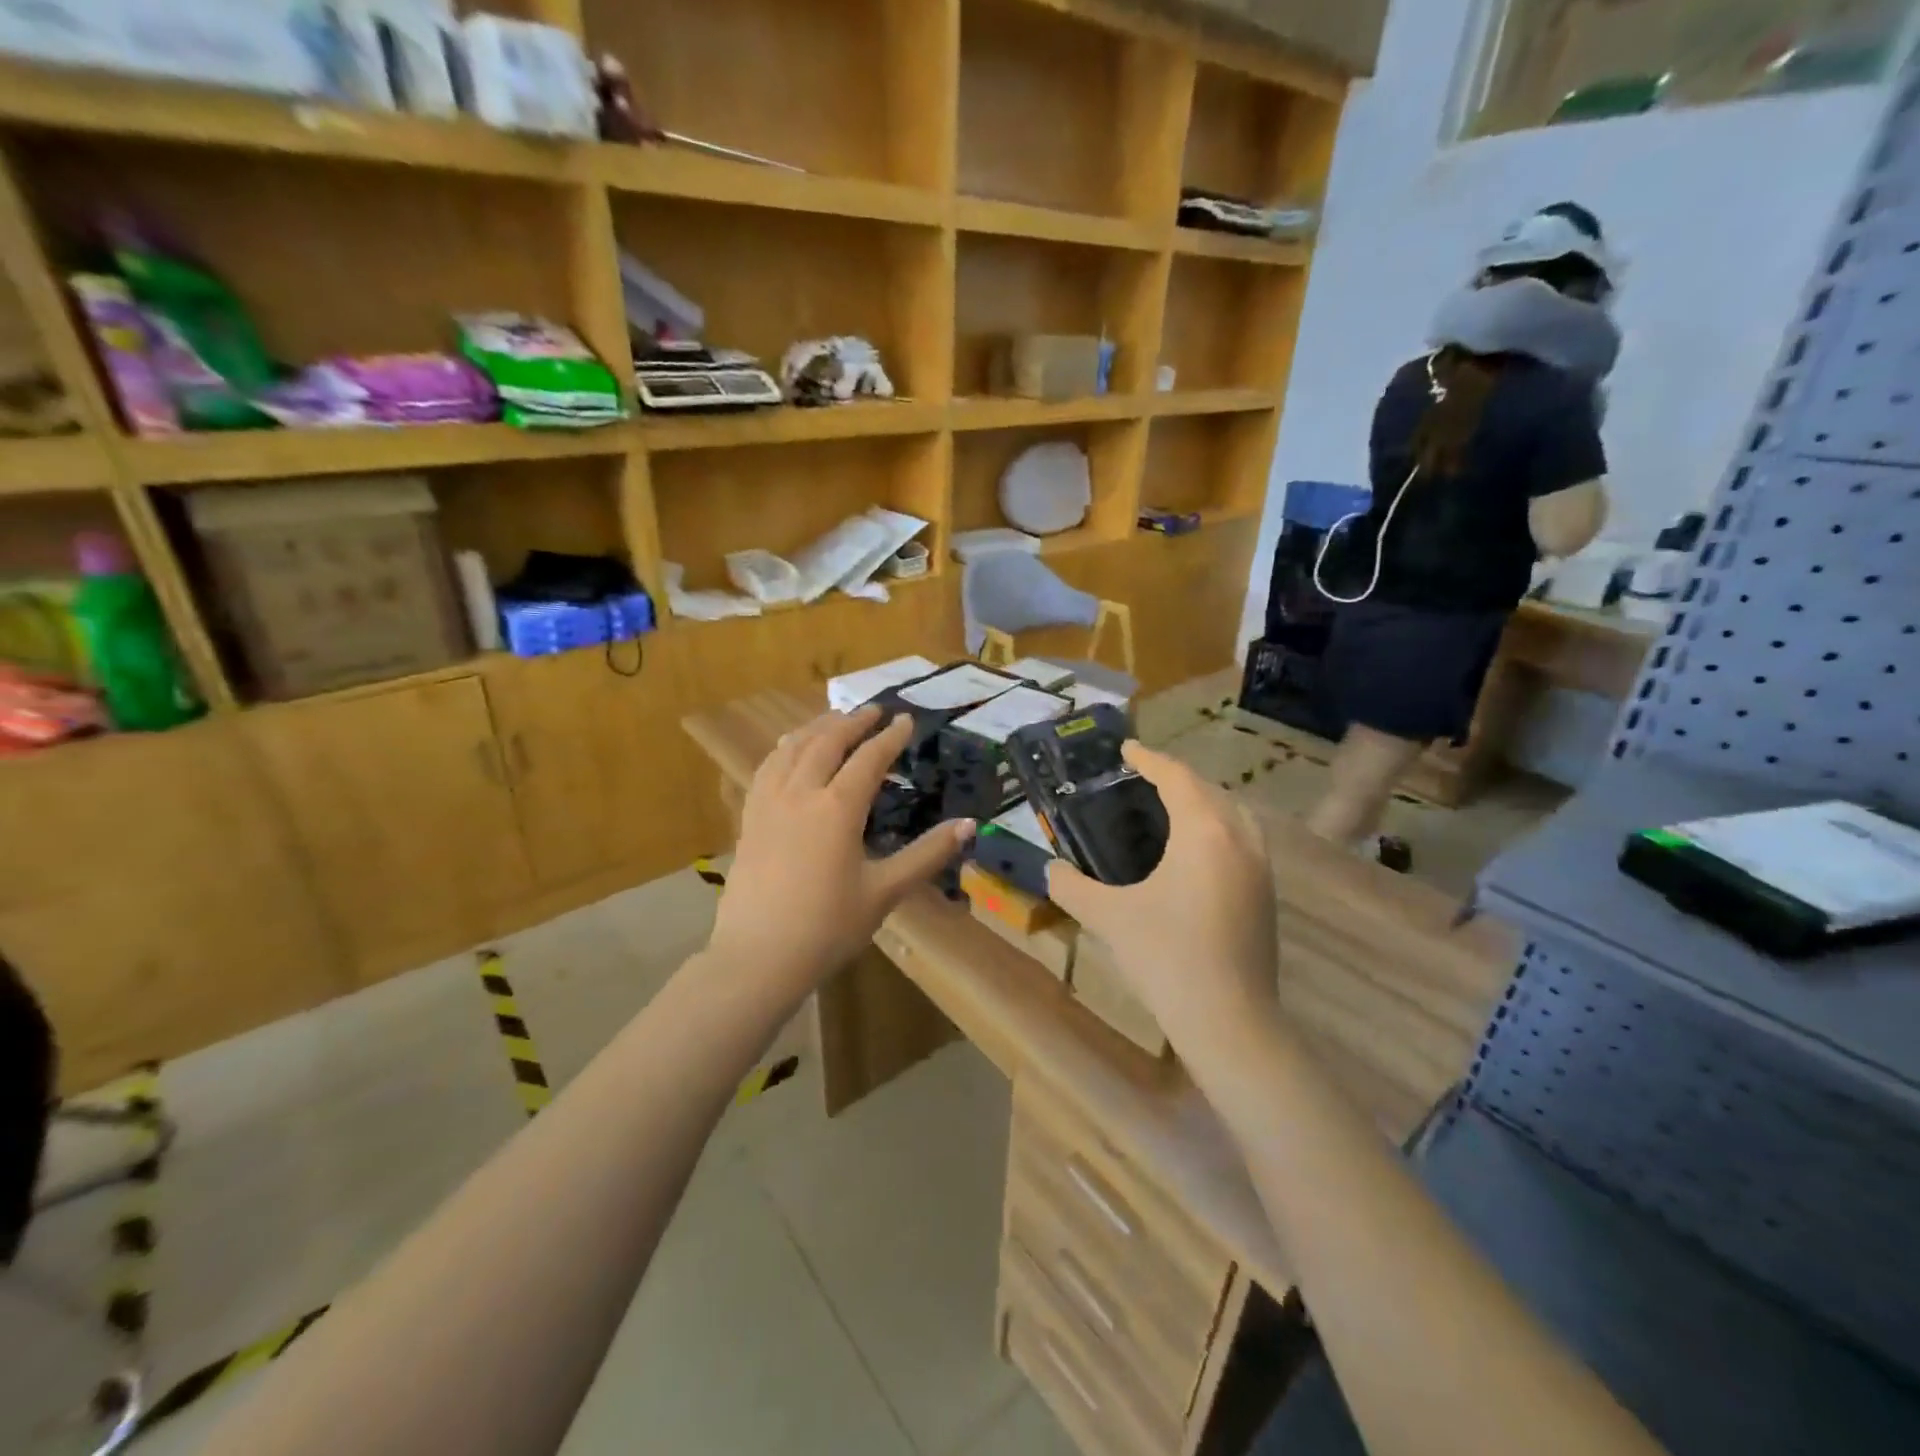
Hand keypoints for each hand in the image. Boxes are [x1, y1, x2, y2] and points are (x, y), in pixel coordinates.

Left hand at [708, 707, 973, 1001]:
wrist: (759, 958)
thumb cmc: (828, 927)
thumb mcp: (885, 892)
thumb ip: (927, 854)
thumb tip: (969, 824)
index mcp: (838, 809)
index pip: (869, 759)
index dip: (890, 737)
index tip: (906, 719)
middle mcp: (801, 794)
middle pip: (827, 742)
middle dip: (853, 722)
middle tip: (873, 709)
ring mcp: (769, 804)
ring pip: (792, 749)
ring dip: (816, 728)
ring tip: (834, 718)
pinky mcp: (750, 819)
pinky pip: (766, 768)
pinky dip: (784, 749)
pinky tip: (787, 750)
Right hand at [1046, 742, 1278, 1049]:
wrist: (1229, 1020)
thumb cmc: (1166, 957)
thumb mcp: (1108, 917)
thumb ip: (1071, 886)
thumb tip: (1050, 869)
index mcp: (1204, 832)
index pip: (1177, 778)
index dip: (1149, 759)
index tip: (1126, 749)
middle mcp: (1239, 839)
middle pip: (1209, 790)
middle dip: (1176, 778)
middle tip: (1141, 779)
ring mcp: (1260, 867)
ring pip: (1233, 814)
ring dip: (1203, 801)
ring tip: (1170, 809)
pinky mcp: (1267, 894)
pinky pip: (1243, 839)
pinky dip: (1218, 828)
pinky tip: (1195, 853)